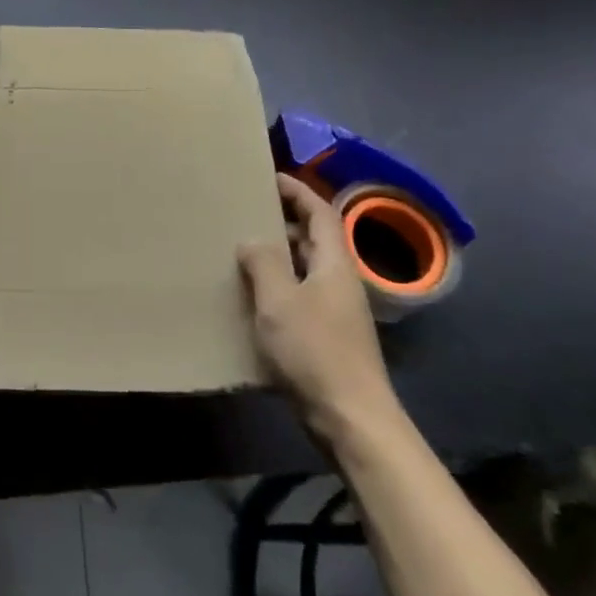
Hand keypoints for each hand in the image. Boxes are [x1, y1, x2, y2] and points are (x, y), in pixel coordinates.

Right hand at [239, 173, 402, 446]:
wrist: (352, 418)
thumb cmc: (315, 351)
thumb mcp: (279, 301)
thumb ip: (263, 263)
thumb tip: (252, 240)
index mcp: (335, 264)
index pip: (321, 213)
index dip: (298, 191)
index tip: (270, 178)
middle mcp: (340, 282)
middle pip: (315, 239)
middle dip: (284, 222)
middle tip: (247, 214)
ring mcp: (337, 311)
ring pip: (306, 269)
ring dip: (279, 257)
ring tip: (243, 252)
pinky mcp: (329, 337)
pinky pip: (301, 296)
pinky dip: (279, 287)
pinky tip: (253, 299)